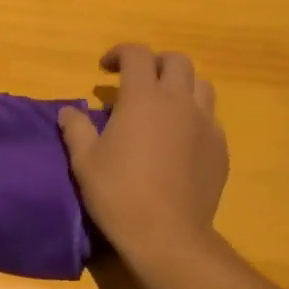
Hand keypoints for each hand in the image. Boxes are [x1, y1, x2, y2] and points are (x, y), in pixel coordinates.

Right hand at [58, 44, 227, 255]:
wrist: (167, 234)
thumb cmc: (119, 194)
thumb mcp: (84, 161)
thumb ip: (76, 129)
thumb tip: (68, 111)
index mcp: (143, 98)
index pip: (137, 55)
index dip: (120, 53)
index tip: (106, 69)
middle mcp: (179, 102)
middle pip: (176, 61)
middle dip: (155, 64)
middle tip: (137, 82)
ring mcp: (205, 124)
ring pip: (201, 85)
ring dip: (180, 85)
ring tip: (163, 105)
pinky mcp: (220, 148)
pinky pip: (210, 118)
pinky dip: (193, 116)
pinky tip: (179, 138)